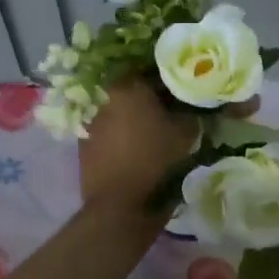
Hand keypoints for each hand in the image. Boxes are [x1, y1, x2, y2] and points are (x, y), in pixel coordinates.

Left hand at [77, 79, 198, 217]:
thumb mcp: (186, 132)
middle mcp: (105, 96)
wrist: (120, 206)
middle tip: (172, 109)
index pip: (156, 72)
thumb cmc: (156, 161)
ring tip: (154, 129)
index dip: (174, 81)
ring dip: (135, 115)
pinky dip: (122, 132)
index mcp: (129, 85)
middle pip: (135, 88)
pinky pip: (109, 129)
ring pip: (120, 109)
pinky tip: (135, 146)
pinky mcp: (84, 142)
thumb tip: (193, 106)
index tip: (186, 92)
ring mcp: (91, 119)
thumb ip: (191, 111)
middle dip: (153, 97)